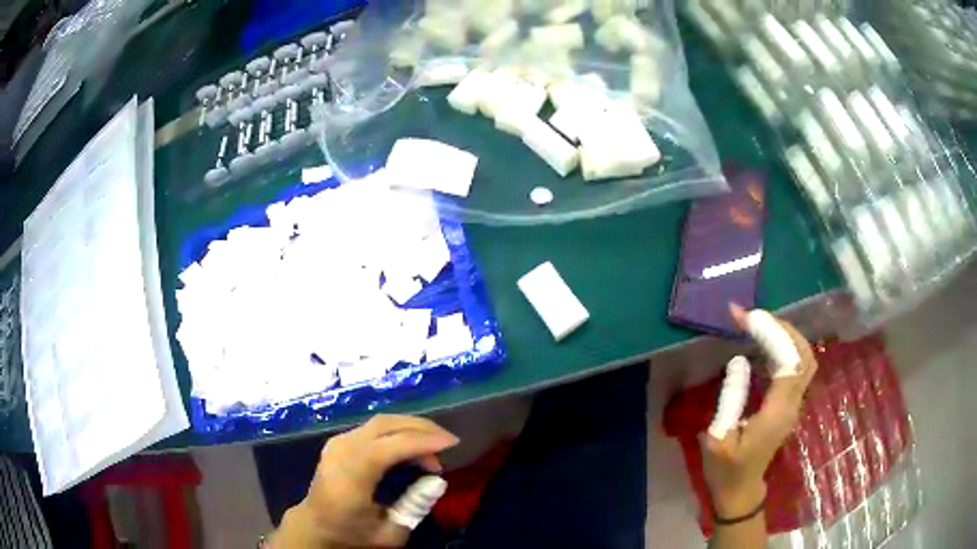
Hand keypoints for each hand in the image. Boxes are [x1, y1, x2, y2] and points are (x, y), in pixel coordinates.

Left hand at [270, 414, 458, 547]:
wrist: (314, 526)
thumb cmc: (351, 534)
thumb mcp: (389, 533)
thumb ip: (414, 507)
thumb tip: (438, 480)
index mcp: (350, 475)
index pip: (390, 446)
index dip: (424, 441)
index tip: (453, 443)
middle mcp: (341, 450)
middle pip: (385, 424)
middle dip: (421, 428)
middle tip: (447, 442)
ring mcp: (337, 442)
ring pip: (380, 422)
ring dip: (410, 429)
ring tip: (434, 449)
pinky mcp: (339, 441)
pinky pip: (374, 428)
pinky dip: (398, 432)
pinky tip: (412, 448)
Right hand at [701, 306, 817, 517]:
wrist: (740, 491)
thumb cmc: (726, 469)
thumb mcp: (718, 438)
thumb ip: (731, 398)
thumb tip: (739, 360)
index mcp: (777, 413)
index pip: (789, 362)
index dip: (773, 335)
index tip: (746, 317)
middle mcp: (793, 404)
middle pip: (805, 355)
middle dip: (784, 328)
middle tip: (755, 315)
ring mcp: (794, 403)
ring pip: (805, 358)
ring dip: (786, 335)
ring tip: (759, 322)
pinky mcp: (790, 404)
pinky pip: (797, 366)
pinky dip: (785, 347)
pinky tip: (764, 343)